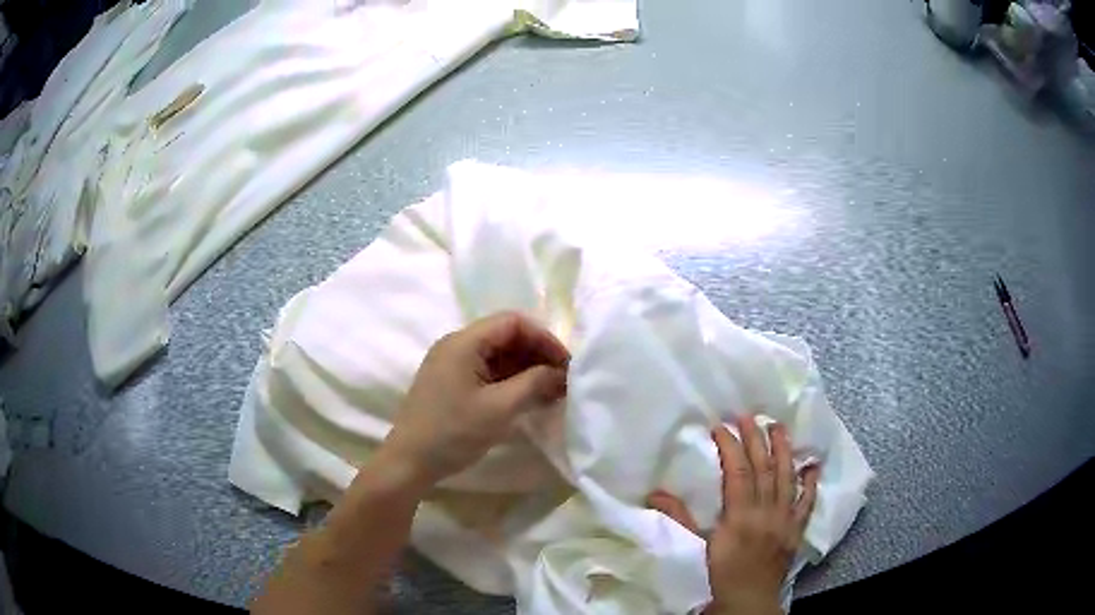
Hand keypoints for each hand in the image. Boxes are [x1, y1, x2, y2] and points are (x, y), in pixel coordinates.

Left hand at [382, 312, 569, 487]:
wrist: (409, 462)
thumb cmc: (453, 433)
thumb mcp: (499, 409)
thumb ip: (534, 384)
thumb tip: (562, 373)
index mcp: (463, 342)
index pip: (513, 323)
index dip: (544, 339)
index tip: (566, 365)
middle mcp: (456, 345)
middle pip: (506, 336)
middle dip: (537, 355)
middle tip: (562, 380)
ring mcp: (452, 364)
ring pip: (498, 355)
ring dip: (526, 369)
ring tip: (551, 392)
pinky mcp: (452, 383)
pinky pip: (487, 371)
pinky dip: (511, 381)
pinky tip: (528, 398)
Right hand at [647, 417, 818, 614]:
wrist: (749, 598)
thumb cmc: (721, 573)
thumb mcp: (697, 546)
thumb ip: (680, 518)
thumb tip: (655, 493)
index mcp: (740, 516)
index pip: (738, 473)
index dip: (730, 447)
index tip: (721, 427)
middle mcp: (767, 512)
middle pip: (764, 469)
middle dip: (756, 439)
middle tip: (749, 416)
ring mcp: (786, 518)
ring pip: (787, 477)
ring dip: (783, 450)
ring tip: (778, 426)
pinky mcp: (797, 528)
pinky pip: (808, 501)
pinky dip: (811, 482)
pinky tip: (812, 464)